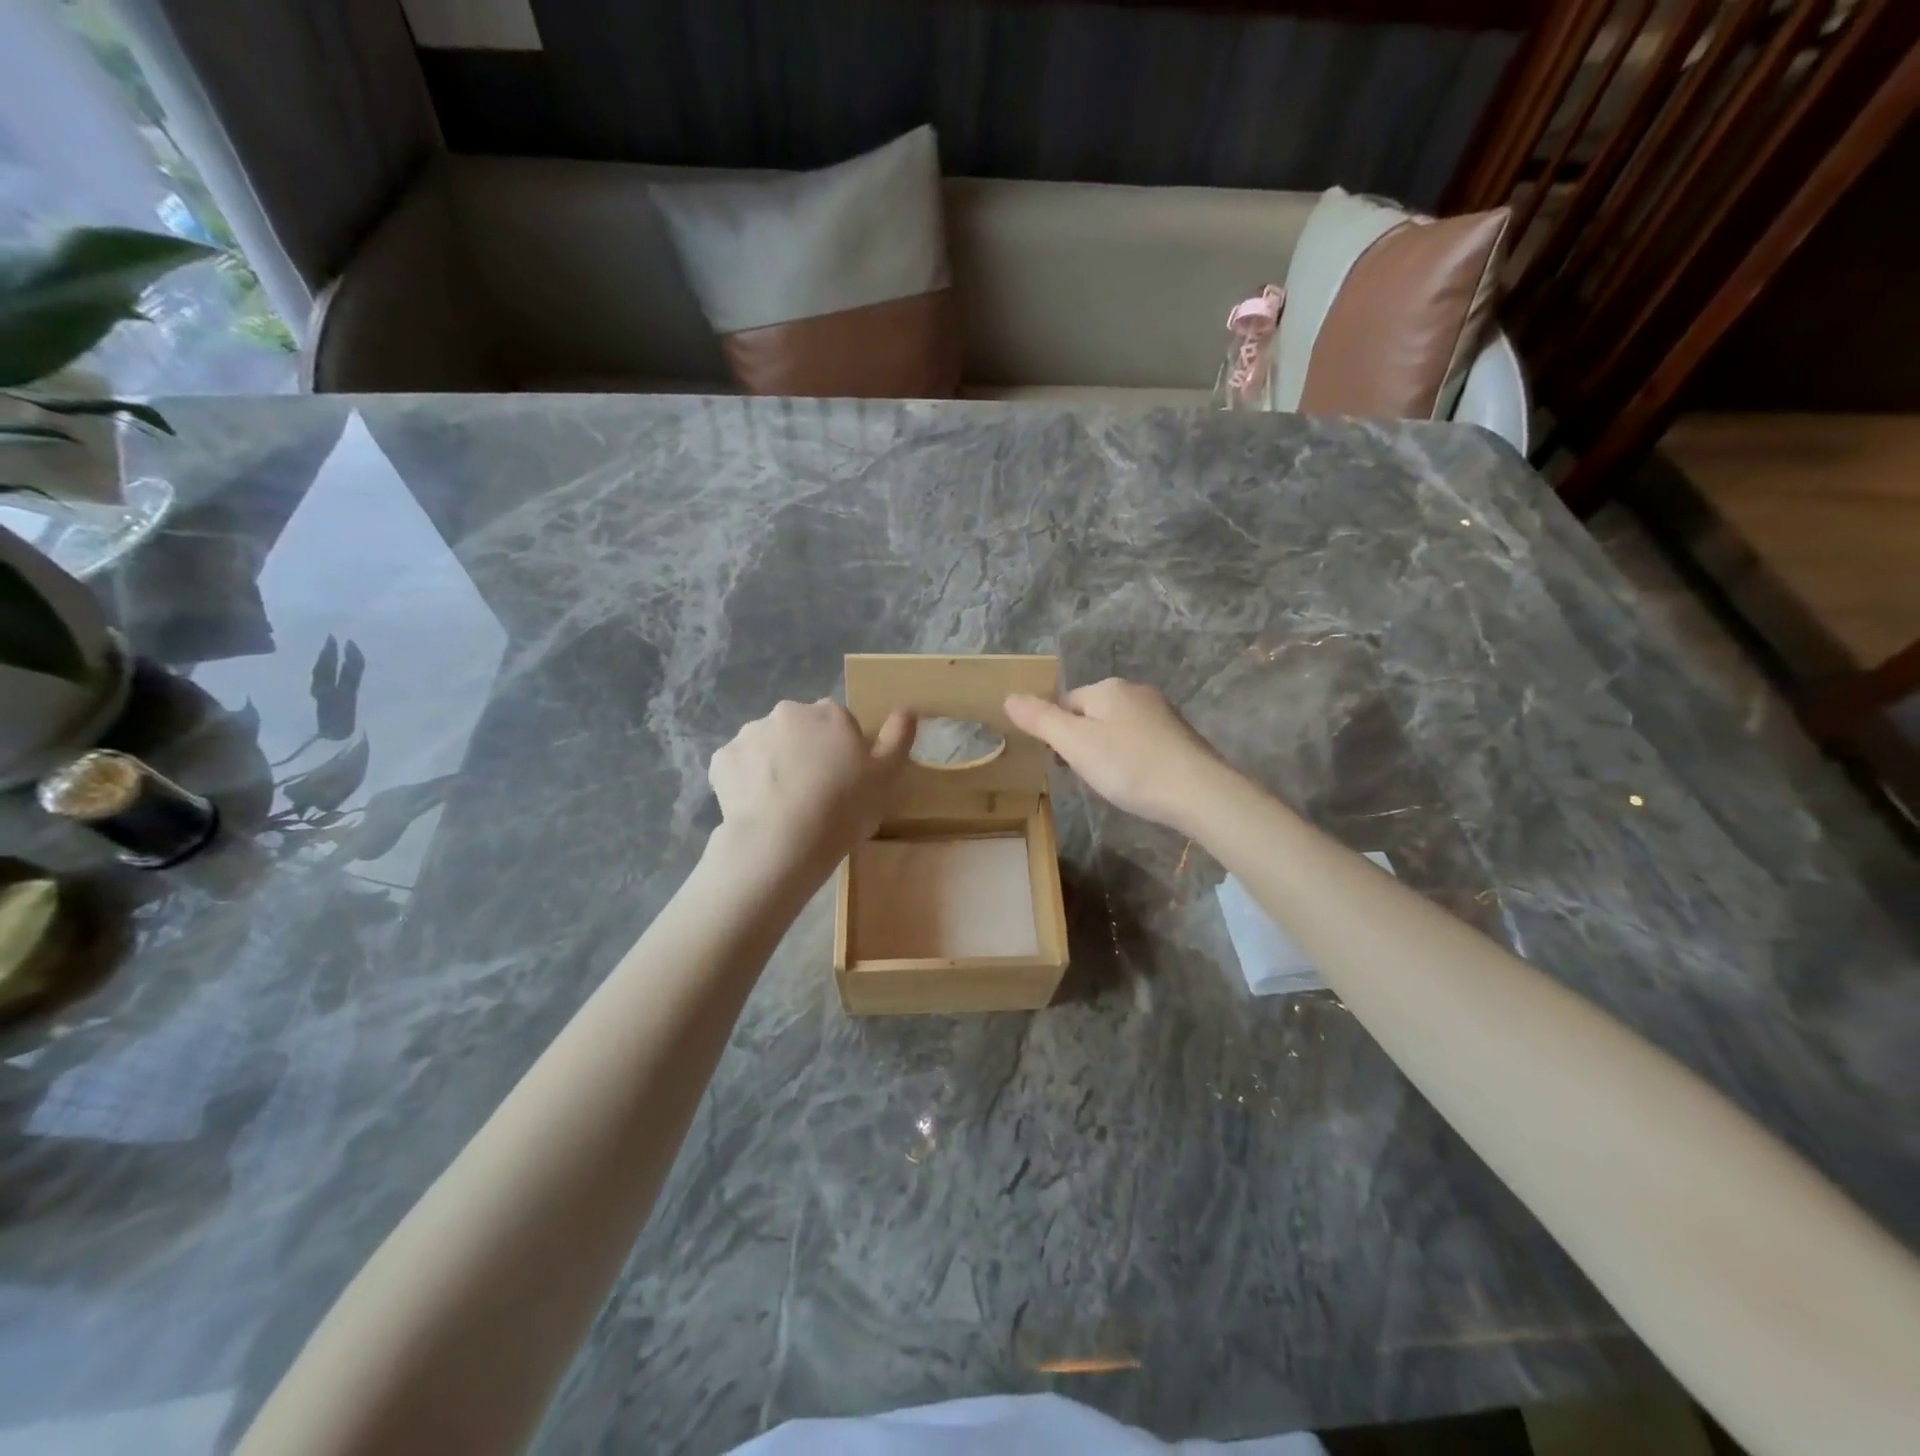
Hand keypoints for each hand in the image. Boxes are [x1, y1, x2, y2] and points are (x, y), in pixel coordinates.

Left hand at [707, 699, 915, 872]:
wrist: (782, 842)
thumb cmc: (843, 808)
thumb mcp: (886, 777)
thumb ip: (898, 738)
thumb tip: (907, 709)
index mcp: (829, 713)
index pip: (838, 723)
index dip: (841, 751)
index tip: (843, 781)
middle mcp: (787, 712)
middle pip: (799, 729)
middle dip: (804, 752)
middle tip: (813, 794)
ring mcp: (750, 734)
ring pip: (766, 746)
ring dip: (774, 764)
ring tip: (783, 805)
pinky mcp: (722, 759)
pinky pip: (738, 767)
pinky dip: (745, 781)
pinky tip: (757, 808)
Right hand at [1005, 678, 1235, 834]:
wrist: (1198, 792)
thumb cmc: (1129, 766)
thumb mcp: (1074, 744)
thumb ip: (1040, 720)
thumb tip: (1009, 697)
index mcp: (1108, 688)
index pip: (1066, 702)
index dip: (1057, 733)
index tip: (1062, 763)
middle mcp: (1136, 692)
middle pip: (1092, 714)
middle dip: (1082, 742)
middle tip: (1084, 776)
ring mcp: (1162, 714)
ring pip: (1118, 729)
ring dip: (1107, 752)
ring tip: (1110, 783)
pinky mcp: (1180, 737)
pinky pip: (1142, 744)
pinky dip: (1132, 760)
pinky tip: (1137, 783)